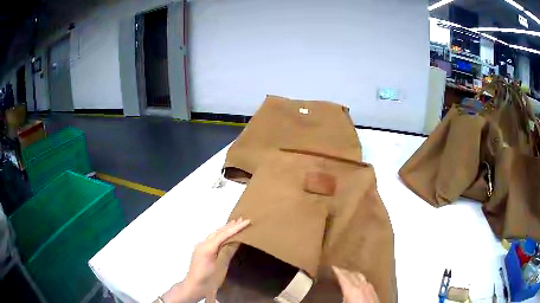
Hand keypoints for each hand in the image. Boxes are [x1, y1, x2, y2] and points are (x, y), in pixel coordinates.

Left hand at [161, 218, 250, 302]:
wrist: (194, 286)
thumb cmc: (209, 278)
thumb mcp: (221, 266)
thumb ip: (228, 251)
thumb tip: (237, 239)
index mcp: (208, 247)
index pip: (224, 234)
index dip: (236, 228)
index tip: (247, 221)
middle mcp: (203, 243)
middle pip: (219, 232)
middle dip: (231, 225)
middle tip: (243, 219)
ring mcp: (200, 246)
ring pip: (215, 234)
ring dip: (225, 229)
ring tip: (235, 223)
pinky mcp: (201, 251)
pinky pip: (212, 239)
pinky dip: (220, 235)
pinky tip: (225, 235)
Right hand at [332, 266, 379, 302]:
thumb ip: (335, 299)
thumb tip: (325, 298)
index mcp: (352, 290)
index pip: (343, 276)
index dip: (336, 271)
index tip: (330, 267)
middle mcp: (362, 286)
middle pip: (351, 274)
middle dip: (343, 271)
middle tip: (335, 271)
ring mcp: (370, 288)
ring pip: (360, 276)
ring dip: (352, 274)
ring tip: (345, 275)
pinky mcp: (375, 292)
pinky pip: (366, 281)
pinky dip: (359, 279)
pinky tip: (357, 284)